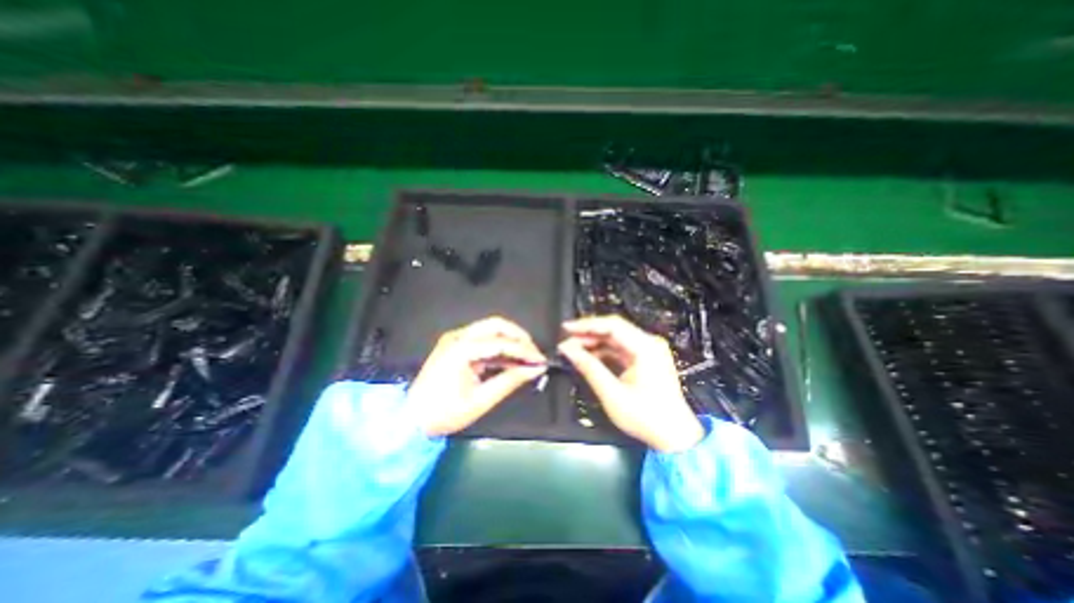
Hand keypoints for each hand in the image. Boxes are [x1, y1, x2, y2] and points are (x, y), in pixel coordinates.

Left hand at [409, 317, 548, 437]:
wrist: (411, 420)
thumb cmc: (445, 413)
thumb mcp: (481, 400)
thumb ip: (510, 381)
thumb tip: (535, 370)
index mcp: (461, 349)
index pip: (501, 342)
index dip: (524, 350)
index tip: (540, 360)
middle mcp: (458, 337)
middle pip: (496, 325)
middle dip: (518, 337)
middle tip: (533, 354)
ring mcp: (455, 339)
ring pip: (490, 330)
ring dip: (510, 341)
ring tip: (526, 358)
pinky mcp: (455, 345)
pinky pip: (483, 340)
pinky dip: (499, 348)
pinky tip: (510, 360)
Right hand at [562, 315, 706, 452]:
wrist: (674, 437)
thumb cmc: (646, 417)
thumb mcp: (612, 393)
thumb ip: (589, 368)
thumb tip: (567, 349)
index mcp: (646, 347)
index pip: (612, 325)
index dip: (586, 325)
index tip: (566, 328)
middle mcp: (649, 343)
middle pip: (613, 329)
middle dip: (588, 334)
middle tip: (566, 341)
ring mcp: (648, 351)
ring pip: (615, 338)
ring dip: (594, 342)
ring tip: (573, 349)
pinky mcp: (645, 359)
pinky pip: (620, 349)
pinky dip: (603, 352)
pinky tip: (588, 357)